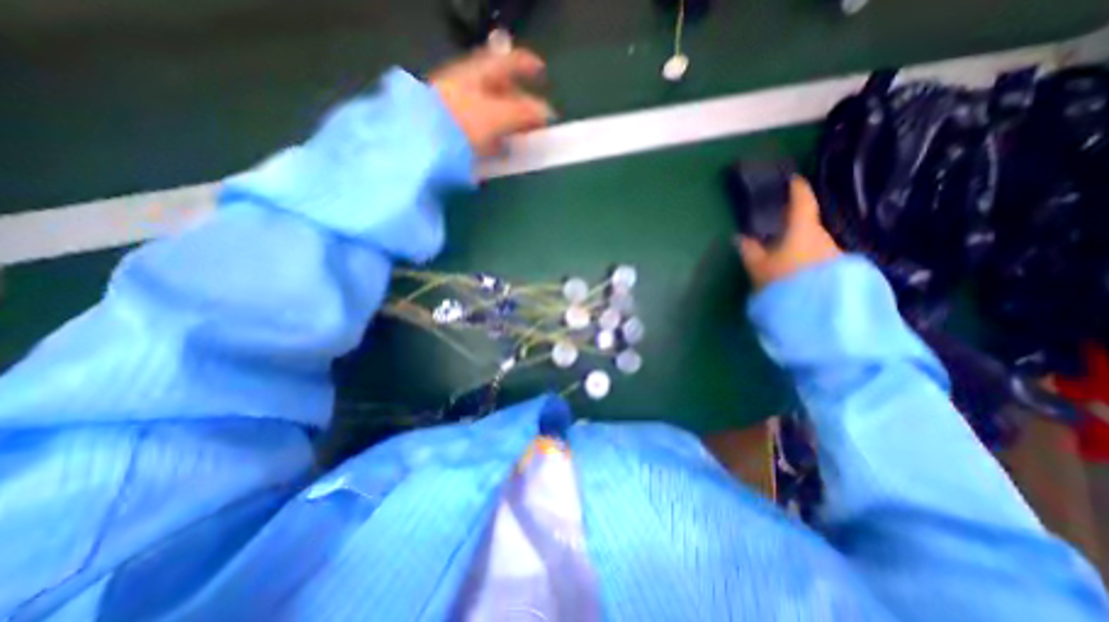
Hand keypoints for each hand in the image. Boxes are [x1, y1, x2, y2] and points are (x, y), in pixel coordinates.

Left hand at [430, 48, 554, 156]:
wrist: (422, 147)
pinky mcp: (453, 131)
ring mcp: (457, 108)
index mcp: (477, 73)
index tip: (543, 74)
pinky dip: (494, 135)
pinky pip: (480, 128)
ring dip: (508, 121)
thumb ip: (524, 112)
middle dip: (520, 101)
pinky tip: (500, 148)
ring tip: (522, 137)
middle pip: (499, 87)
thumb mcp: (498, 116)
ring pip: (490, 109)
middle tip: (536, 120)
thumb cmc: (462, 123)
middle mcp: (466, 85)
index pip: (507, 61)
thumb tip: (546, 113)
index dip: (527, 65)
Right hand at [734, 175, 840, 288]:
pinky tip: (796, 270)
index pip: (803, 202)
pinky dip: (808, 257)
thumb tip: (740, 237)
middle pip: (808, 224)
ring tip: (783, 254)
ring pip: (814, 241)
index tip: (792, 181)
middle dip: (794, 224)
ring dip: (801, 243)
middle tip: (777, 229)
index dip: (797, 189)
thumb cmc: (783, 282)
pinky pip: (819, 256)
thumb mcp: (758, 268)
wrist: (816, 313)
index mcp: (803, 230)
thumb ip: (749, 251)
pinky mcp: (838, 269)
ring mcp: (833, 253)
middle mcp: (823, 236)